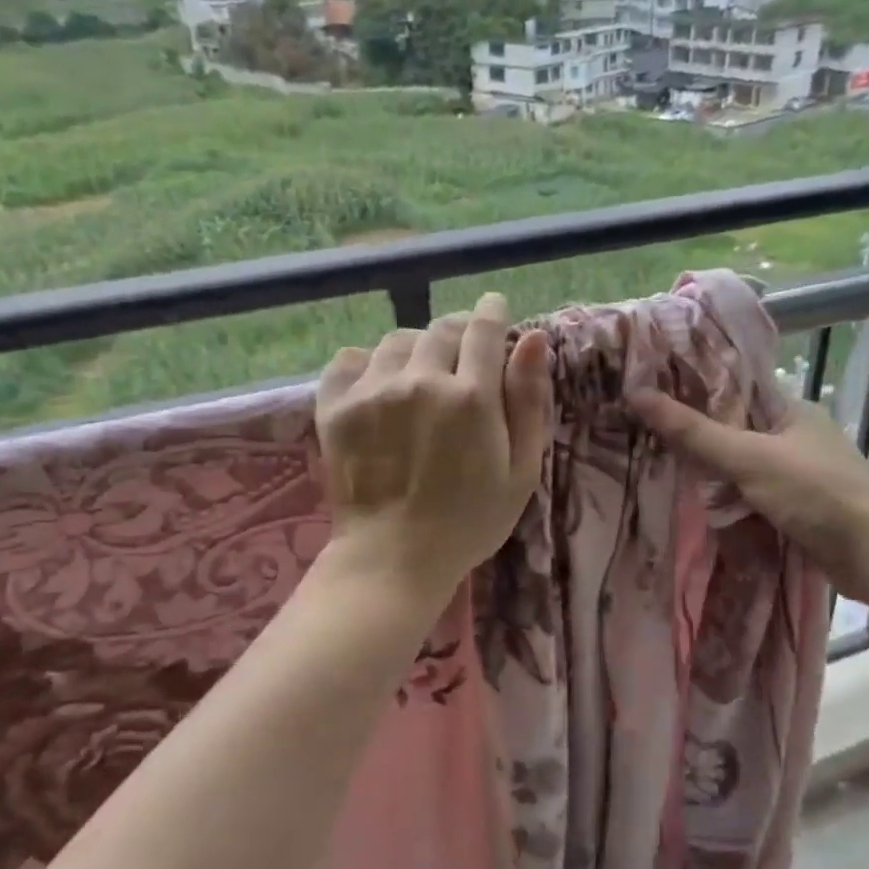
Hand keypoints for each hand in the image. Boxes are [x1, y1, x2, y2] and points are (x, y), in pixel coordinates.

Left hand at [316, 293, 551, 603]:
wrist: (393, 559)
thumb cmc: (470, 522)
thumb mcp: (520, 470)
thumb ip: (529, 402)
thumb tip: (533, 339)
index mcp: (472, 398)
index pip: (484, 330)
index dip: (493, 312)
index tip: (496, 309)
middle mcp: (421, 382)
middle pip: (441, 329)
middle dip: (459, 333)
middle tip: (463, 355)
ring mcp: (372, 392)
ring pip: (398, 340)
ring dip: (417, 348)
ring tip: (421, 374)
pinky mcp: (335, 408)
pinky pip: (348, 359)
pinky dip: (367, 363)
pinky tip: (379, 384)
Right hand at [627, 390, 868, 603]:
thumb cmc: (814, 491)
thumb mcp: (748, 457)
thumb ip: (694, 432)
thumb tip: (637, 395)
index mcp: (791, 410)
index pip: (734, 392)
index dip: (695, 393)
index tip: (652, 397)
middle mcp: (797, 437)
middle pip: (736, 432)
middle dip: (700, 442)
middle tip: (649, 440)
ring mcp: (801, 475)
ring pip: (744, 469)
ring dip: (715, 478)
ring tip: (665, 475)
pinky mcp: (801, 509)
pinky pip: (755, 499)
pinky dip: (734, 504)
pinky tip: (704, 510)